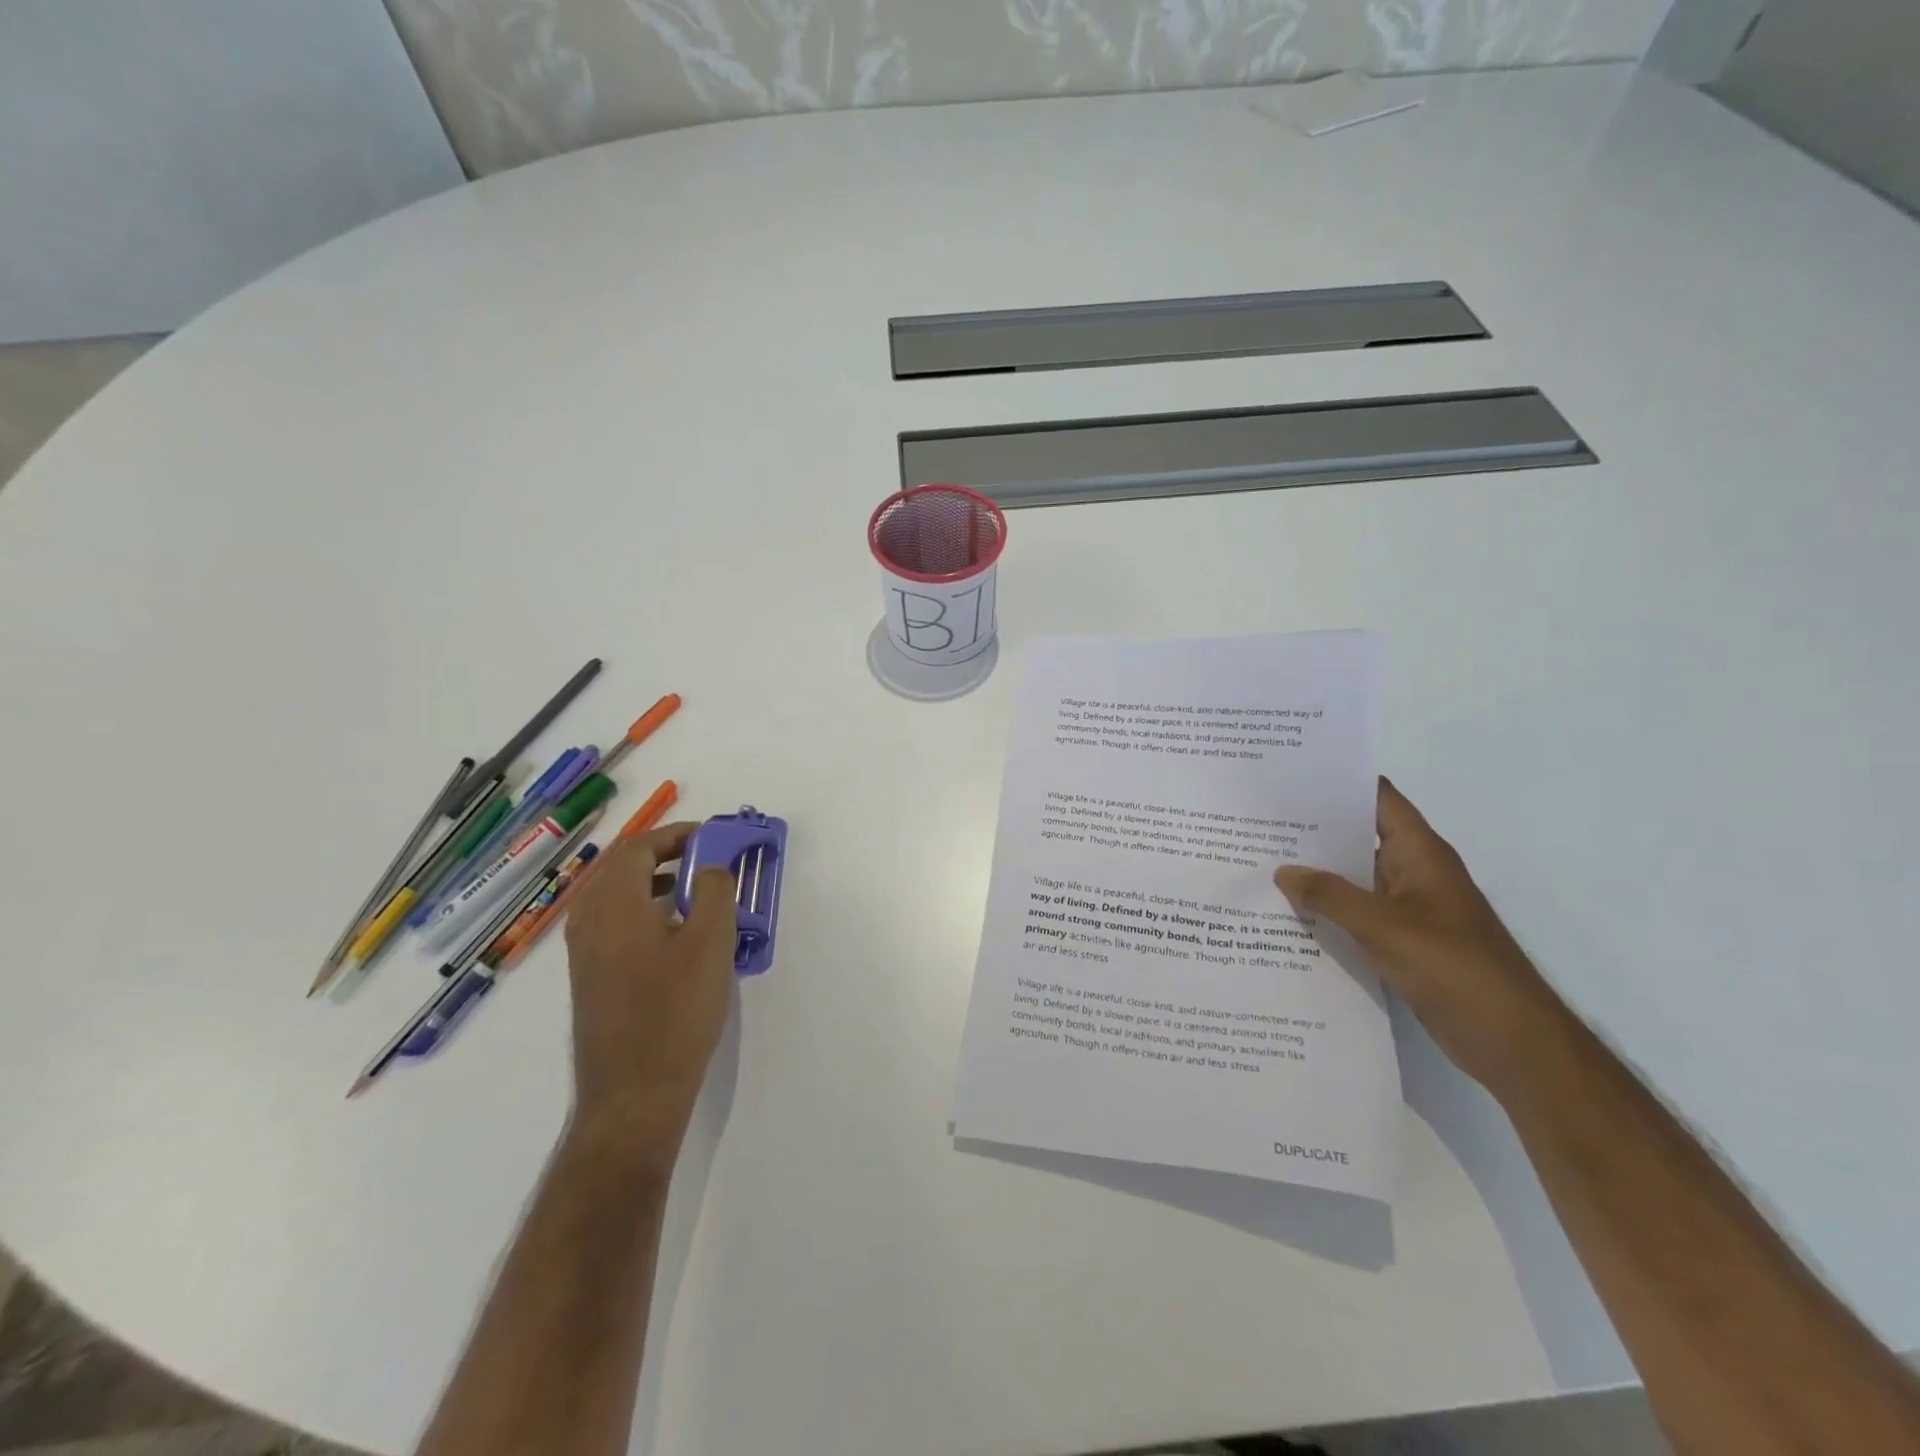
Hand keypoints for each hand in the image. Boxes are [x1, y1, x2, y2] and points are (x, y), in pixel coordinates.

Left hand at [561, 823, 738, 1164]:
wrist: (633, 1093)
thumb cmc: (675, 1012)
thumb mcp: (710, 943)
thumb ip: (715, 891)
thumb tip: (710, 868)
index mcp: (613, 905)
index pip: (638, 847)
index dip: (675, 835)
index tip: (710, 837)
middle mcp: (588, 921)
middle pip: (622, 868)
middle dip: (664, 855)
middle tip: (704, 860)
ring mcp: (584, 953)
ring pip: (617, 897)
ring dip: (654, 882)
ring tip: (696, 892)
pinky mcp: (591, 979)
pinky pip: (615, 924)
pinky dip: (644, 910)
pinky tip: (676, 935)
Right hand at [1274, 778, 1569, 1098]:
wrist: (1510, 1040)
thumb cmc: (1454, 967)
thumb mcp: (1384, 926)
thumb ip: (1330, 896)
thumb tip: (1283, 871)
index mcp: (1420, 853)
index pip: (1377, 799)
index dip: (1338, 782)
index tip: (1288, 775)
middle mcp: (1413, 872)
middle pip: (1358, 837)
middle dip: (1312, 829)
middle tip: (1257, 821)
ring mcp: (1408, 909)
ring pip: (1353, 879)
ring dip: (1315, 874)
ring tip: (1260, 862)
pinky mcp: (1402, 942)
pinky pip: (1356, 915)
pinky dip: (1326, 911)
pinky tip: (1287, 914)